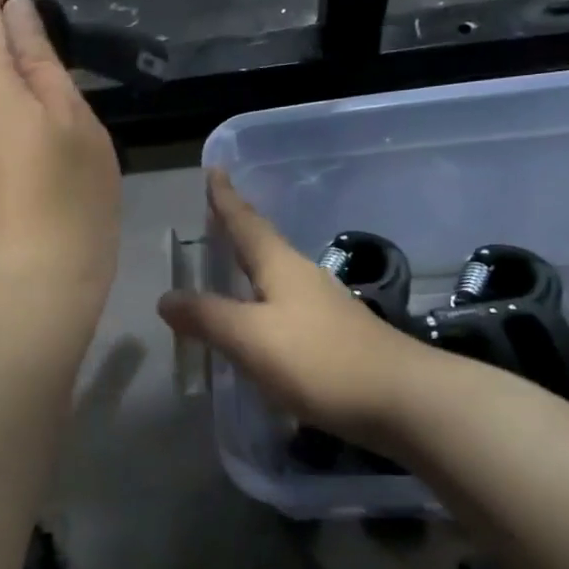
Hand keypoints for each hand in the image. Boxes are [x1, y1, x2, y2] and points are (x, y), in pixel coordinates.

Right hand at [158, 170, 432, 446]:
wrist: (403, 400)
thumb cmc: (319, 360)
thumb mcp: (250, 337)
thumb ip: (206, 317)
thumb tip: (166, 298)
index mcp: (281, 266)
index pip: (246, 222)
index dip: (225, 198)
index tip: (214, 169)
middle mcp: (303, 278)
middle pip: (263, 245)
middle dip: (237, 230)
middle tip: (213, 218)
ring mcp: (324, 306)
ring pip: (276, 277)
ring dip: (250, 268)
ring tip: (228, 269)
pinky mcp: (335, 336)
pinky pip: (286, 308)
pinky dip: (263, 304)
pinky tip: (259, 325)